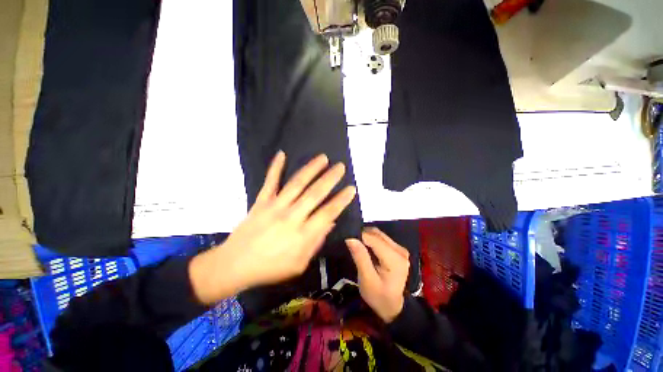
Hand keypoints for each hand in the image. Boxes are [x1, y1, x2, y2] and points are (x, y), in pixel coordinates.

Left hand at [190, 151, 356, 303]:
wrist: (234, 265)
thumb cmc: (270, 268)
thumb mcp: (299, 264)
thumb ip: (316, 242)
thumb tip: (330, 222)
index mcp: (302, 235)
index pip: (327, 213)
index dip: (341, 200)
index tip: (351, 188)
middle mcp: (291, 217)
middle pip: (314, 194)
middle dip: (330, 178)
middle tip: (340, 167)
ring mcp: (275, 207)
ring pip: (296, 184)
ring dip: (311, 169)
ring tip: (322, 158)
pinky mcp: (261, 202)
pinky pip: (270, 181)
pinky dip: (275, 167)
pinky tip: (282, 154)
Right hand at [346, 228, 409, 322]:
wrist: (393, 307)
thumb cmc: (378, 296)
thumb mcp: (366, 280)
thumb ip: (360, 257)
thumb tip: (350, 238)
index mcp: (394, 259)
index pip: (374, 239)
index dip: (359, 236)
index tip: (347, 239)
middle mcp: (400, 250)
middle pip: (377, 234)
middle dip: (362, 235)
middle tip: (350, 241)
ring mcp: (400, 249)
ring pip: (379, 234)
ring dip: (367, 236)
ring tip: (356, 243)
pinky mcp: (398, 249)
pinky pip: (382, 238)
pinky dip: (371, 239)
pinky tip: (365, 246)